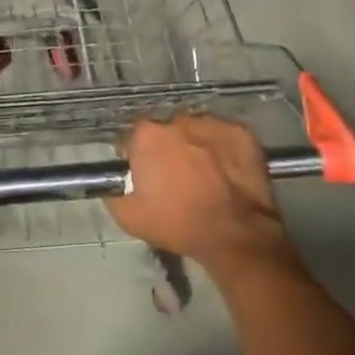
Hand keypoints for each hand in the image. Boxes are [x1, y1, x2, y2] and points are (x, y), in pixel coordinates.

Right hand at [107, 114, 295, 274]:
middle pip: (164, 131)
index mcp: (147, 135)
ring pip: (194, 130)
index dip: (135, 158)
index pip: (132, 139)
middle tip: (174, 177)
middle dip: (166, 149)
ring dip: (194, 145)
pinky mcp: (240, 131)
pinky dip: (221, 148)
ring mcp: (211, 123)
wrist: (235, 234)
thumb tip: (114, 184)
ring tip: (204, 174)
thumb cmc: (178, 224)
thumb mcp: (129, 218)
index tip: (144, 177)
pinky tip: (226, 171)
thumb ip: (113, 193)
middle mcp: (176, 120)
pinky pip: (223, 135)